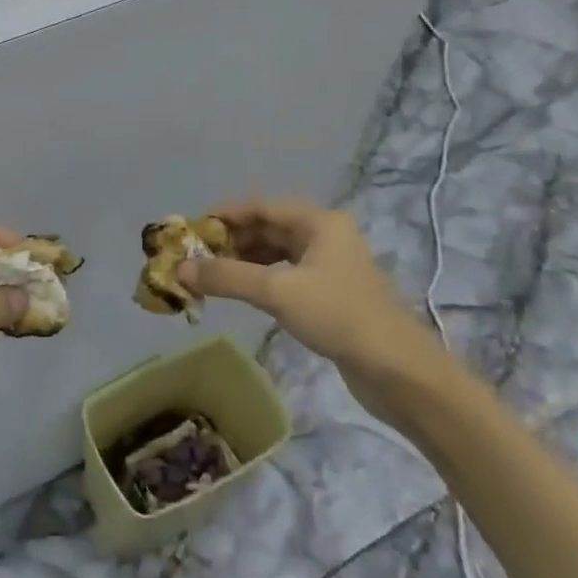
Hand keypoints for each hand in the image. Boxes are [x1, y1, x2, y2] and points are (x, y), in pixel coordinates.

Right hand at [177, 198, 453, 421]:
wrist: (398, 370)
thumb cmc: (338, 316)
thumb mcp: (277, 292)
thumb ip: (227, 277)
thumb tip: (180, 269)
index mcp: (319, 222)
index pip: (261, 207)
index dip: (225, 215)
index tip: (192, 229)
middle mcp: (325, 235)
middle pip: (268, 228)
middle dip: (231, 240)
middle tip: (195, 255)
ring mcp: (329, 265)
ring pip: (276, 252)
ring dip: (243, 260)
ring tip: (210, 274)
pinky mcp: (329, 293)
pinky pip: (285, 274)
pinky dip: (260, 279)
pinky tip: (241, 291)